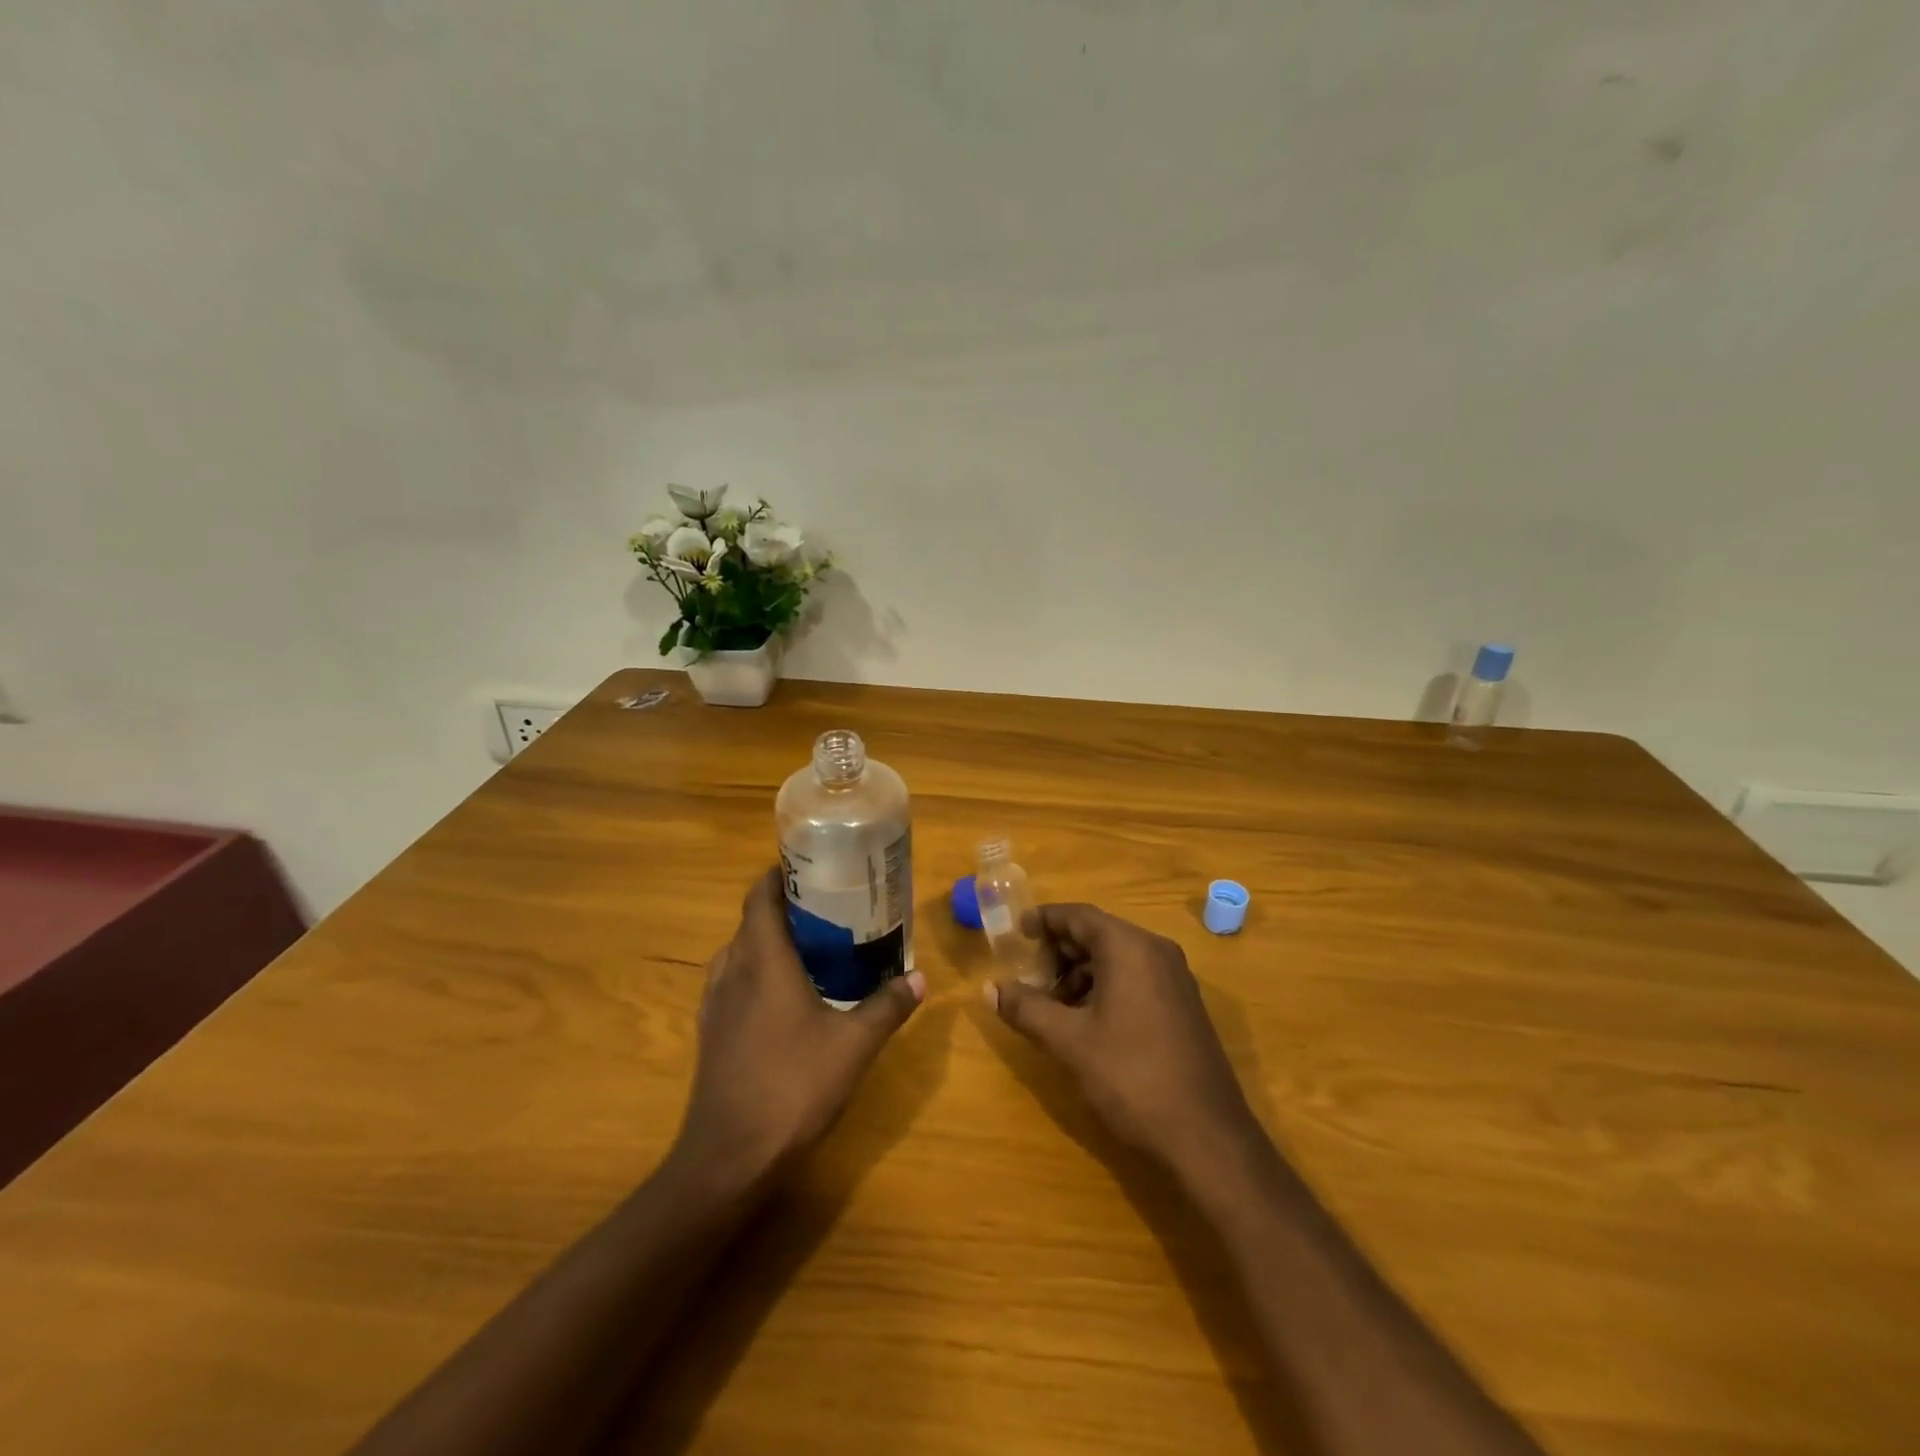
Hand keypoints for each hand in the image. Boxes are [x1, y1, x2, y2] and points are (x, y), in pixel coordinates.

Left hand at [676, 868, 924, 1180]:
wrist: (729, 1158)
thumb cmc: (793, 1086)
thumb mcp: (854, 1045)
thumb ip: (888, 1006)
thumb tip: (920, 978)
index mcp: (762, 960)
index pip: (760, 896)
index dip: (779, 875)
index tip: (810, 866)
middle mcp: (731, 972)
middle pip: (751, 922)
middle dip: (784, 908)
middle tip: (828, 908)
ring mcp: (715, 1005)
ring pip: (739, 954)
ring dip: (768, 942)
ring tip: (811, 948)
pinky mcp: (710, 1034)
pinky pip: (732, 984)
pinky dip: (756, 974)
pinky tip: (785, 998)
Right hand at [987, 903, 1261, 1172]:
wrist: (1207, 1139)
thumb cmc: (1131, 1078)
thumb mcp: (1068, 1042)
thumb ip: (1026, 1008)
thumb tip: (989, 988)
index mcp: (1130, 948)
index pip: (1078, 915)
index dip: (1044, 920)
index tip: (1016, 932)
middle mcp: (1156, 951)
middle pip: (1099, 933)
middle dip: (1060, 951)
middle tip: (1029, 976)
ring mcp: (1175, 979)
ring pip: (1117, 958)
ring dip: (1081, 973)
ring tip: (1052, 1006)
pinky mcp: (1184, 1006)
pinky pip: (1137, 978)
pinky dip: (1106, 987)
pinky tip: (1087, 1022)